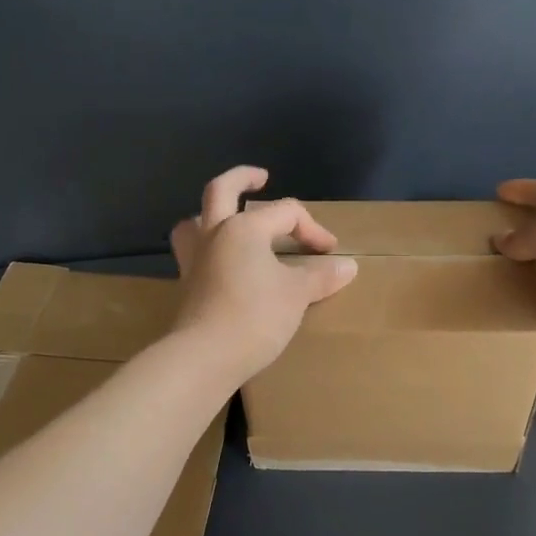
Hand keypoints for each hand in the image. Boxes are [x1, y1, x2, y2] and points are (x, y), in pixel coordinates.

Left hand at [170, 167, 358, 381]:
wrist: (205, 356)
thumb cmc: (256, 316)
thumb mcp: (297, 295)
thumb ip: (321, 276)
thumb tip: (348, 266)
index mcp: (244, 228)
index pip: (286, 213)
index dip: (312, 228)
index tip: (329, 252)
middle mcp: (214, 234)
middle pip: (221, 190)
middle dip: (242, 179)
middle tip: (260, 178)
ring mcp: (195, 259)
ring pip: (194, 221)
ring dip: (209, 214)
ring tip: (226, 220)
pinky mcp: (187, 285)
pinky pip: (194, 253)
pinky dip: (207, 249)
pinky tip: (221, 264)